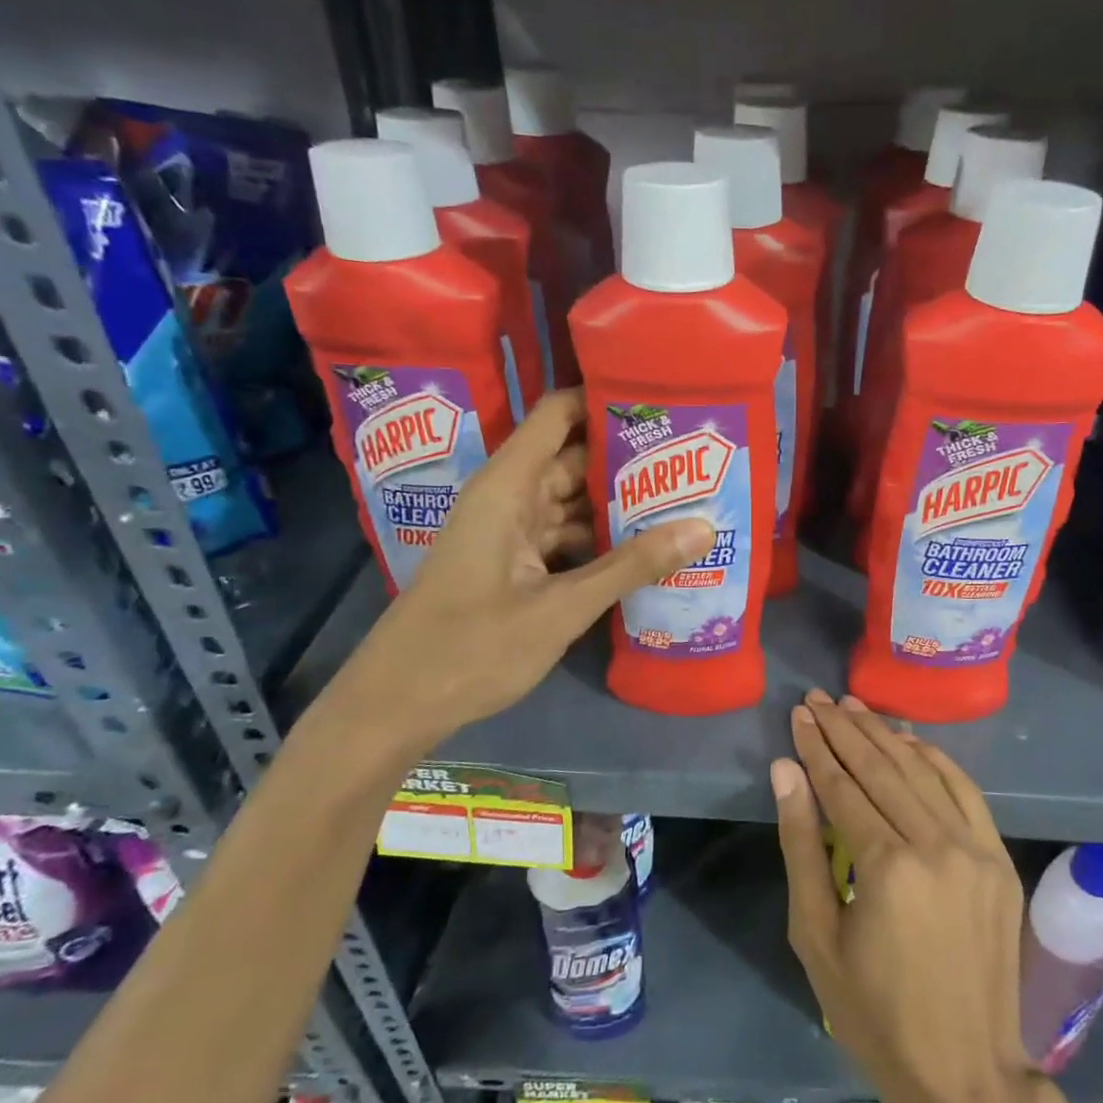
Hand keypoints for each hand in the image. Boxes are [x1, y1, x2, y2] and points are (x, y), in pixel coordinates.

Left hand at [327, 390, 713, 757]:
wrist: (398, 704)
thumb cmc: (471, 648)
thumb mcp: (561, 608)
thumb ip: (632, 566)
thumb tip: (704, 528)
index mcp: (508, 487)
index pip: (559, 414)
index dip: (605, 399)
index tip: (664, 401)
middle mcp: (508, 498)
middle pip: (574, 459)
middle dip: (630, 459)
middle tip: (695, 460)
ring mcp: (509, 532)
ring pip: (573, 502)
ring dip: (619, 505)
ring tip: (685, 500)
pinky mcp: (513, 565)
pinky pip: (564, 537)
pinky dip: (600, 541)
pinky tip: (645, 550)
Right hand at [771, 691, 1033, 1102]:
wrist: (965, 1071)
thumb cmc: (873, 1012)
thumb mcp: (816, 935)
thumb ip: (800, 845)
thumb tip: (785, 771)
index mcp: (887, 866)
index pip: (843, 785)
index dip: (817, 747)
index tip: (799, 715)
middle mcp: (935, 843)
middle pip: (882, 768)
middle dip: (845, 729)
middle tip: (819, 699)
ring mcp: (975, 848)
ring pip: (922, 771)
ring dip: (885, 734)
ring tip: (854, 707)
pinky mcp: (999, 858)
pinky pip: (965, 791)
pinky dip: (936, 759)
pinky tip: (910, 739)